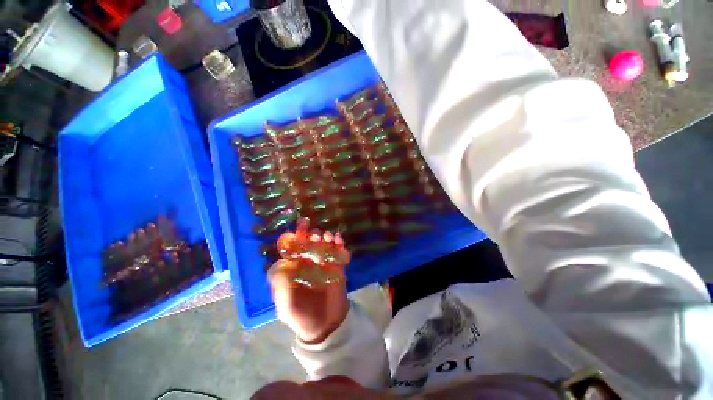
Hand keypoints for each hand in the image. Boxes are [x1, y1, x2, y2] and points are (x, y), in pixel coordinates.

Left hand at [268, 219, 350, 343]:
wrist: (324, 326)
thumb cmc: (300, 315)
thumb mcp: (285, 304)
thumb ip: (281, 285)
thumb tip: (282, 261)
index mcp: (293, 269)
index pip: (293, 248)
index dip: (295, 237)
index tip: (299, 228)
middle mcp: (308, 263)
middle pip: (309, 243)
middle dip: (311, 236)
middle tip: (315, 235)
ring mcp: (323, 264)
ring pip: (324, 245)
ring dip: (325, 237)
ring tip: (326, 237)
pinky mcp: (337, 266)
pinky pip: (338, 251)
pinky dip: (338, 243)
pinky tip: (338, 239)